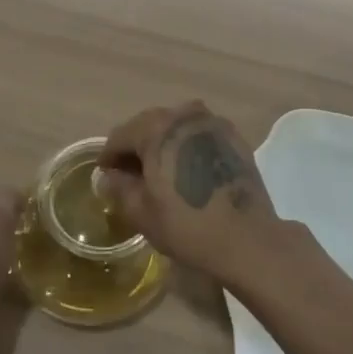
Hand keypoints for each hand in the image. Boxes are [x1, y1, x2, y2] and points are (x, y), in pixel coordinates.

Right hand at [98, 101, 279, 285]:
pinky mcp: (234, 137)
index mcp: (158, 128)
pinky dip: (187, 145)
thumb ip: (119, 187)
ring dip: (162, 143)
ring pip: (176, 126)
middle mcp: (185, 115)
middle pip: (149, 124)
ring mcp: (213, 123)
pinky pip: (199, 134)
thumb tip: (108, 176)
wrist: (247, 238)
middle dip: (136, 146)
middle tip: (128, 173)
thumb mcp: (141, 212)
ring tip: (158, 171)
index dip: (109, 155)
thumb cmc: (187, 225)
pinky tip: (187, 170)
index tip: (105, 174)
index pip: (121, 135)